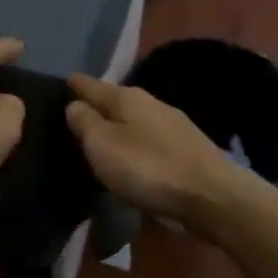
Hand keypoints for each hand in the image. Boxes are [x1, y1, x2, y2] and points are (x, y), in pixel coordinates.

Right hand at [65, 73, 260, 226]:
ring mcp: (173, 125)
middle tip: (76, 114)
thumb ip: (85, 122)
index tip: (63, 80)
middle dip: (97, 106)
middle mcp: (151, 103)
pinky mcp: (187, 149)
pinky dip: (135, 143)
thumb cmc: (149, 168)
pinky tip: (132, 156)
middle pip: (115, 101)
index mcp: (127, 98)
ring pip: (134, 120)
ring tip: (101, 137)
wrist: (213, 197)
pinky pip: (149, 139)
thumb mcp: (104, 145)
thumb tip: (75, 105)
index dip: (75, 84)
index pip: (92, 85)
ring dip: (117, 126)